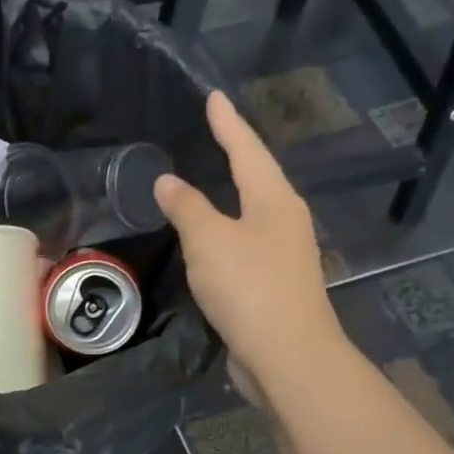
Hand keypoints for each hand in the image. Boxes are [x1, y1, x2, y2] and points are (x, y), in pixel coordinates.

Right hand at [154, 91, 352, 401]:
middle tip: (214, 133)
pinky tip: (211, 239)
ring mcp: (283, 254)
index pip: (247, 150)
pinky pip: (244, 244)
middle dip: (236, 154)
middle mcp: (285, 221)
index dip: (228, 124)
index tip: (213, 97)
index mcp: (275, 201)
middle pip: (258, 178)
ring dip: (231, 195)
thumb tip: (167, 181)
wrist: (286, 356)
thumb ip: (187, 207)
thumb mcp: (209, 240)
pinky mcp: (273, 285)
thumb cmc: (249, 287)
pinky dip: (225, 232)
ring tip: (211, 180)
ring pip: (253, 213)